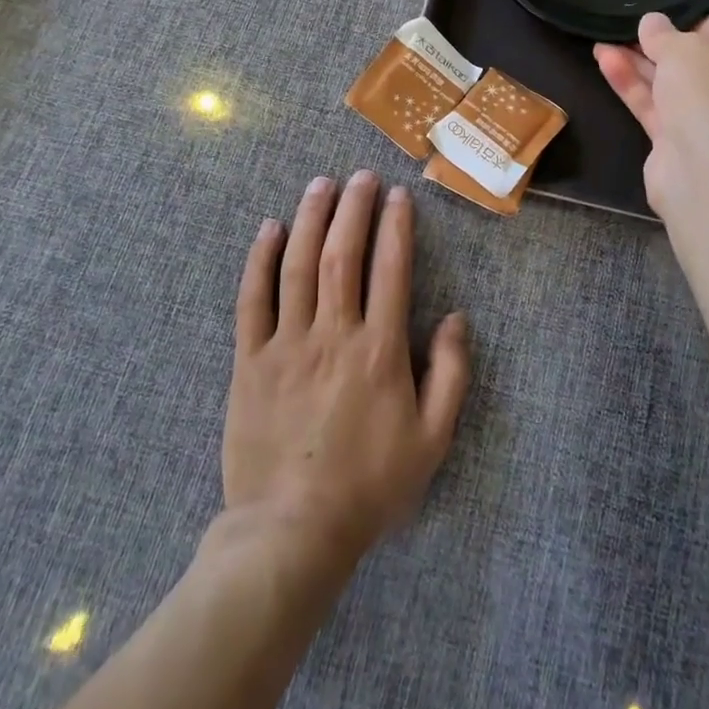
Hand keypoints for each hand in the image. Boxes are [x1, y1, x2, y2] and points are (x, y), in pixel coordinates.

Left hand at [222, 171, 470, 571]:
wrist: (292, 532)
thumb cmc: (369, 485)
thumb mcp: (432, 440)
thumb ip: (451, 375)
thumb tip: (457, 317)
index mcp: (379, 349)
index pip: (391, 269)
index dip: (395, 226)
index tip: (398, 195)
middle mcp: (333, 333)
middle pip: (343, 254)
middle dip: (354, 208)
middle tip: (361, 176)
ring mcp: (287, 343)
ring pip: (298, 265)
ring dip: (311, 218)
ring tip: (321, 184)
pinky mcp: (250, 360)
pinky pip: (253, 299)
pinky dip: (260, 259)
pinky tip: (269, 228)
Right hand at [595, 13, 708, 218]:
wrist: (708, 172)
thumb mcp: (686, 49)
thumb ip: (664, 34)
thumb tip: (652, 22)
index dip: (689, 22)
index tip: (657, 16)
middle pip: (694, 63)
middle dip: (657, 47)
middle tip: (625, 29)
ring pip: (669, 86)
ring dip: (637, 65)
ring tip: (601, 43)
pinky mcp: (679, 145)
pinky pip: (654, 107)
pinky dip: (632, 86)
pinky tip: (605, 63)